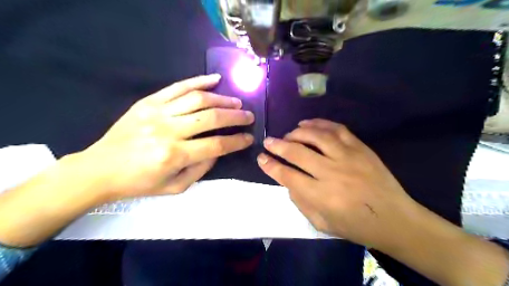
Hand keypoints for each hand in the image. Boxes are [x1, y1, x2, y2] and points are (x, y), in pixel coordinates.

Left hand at [79, 75, 254, 201]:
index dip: (237, 141)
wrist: (100, 169)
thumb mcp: (175, 187)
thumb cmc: (139, 182)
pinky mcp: (148, 101)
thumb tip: (219, 150)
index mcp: (174, 155)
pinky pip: (178, 87)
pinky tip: (215, 80)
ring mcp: (157, 112)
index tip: (249, 138)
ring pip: (198, 99)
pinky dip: (199, 81)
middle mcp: (168, 130)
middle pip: (211, 118)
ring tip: (236, 102)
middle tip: (249, 116)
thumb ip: (201, 169)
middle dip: (235, 117)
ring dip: (222, 99)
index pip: (216, 145)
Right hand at [259, 117, 412, 248]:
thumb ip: (300, 202)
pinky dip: (319, 123)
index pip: (287, 176)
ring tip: (288, 134)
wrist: (395, 219)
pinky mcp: (360, 148)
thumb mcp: (322, 224)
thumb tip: (288, 181)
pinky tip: (307, 123)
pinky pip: (336, 129)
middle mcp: (331, 173)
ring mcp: (347, 157)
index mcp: (321, 196)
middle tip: (268, 141)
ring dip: (297, 132)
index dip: (271, 166)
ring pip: (315, 136)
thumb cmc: (356, 226)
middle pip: (297, 152)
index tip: (261, 158)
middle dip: (277, 145)